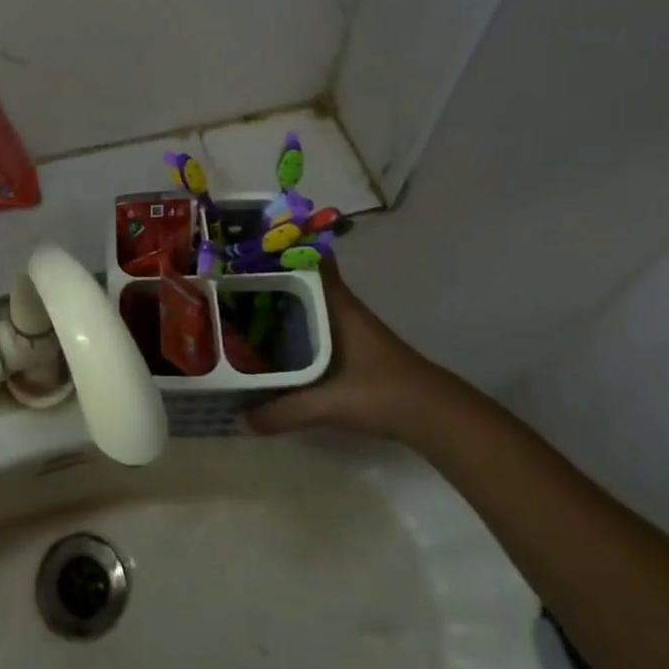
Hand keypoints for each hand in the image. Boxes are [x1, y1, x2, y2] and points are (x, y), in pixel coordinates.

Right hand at [244, 264, 453, 441]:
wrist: (437, 417)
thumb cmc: (383, 394)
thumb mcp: (329, 404)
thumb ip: (285, 412)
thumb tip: (242, 419)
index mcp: (338, 306)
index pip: (311, 261)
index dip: (282, 250)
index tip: (248, 249)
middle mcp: (343, 309)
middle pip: (303, 282)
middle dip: (271, 280)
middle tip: (231, 282)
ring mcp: (350, 328)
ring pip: (309, 305)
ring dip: (282, 304)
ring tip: (243, 308)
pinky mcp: (354, 349)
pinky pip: (315, 326)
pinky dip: (295, 328)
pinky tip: (276, 344)